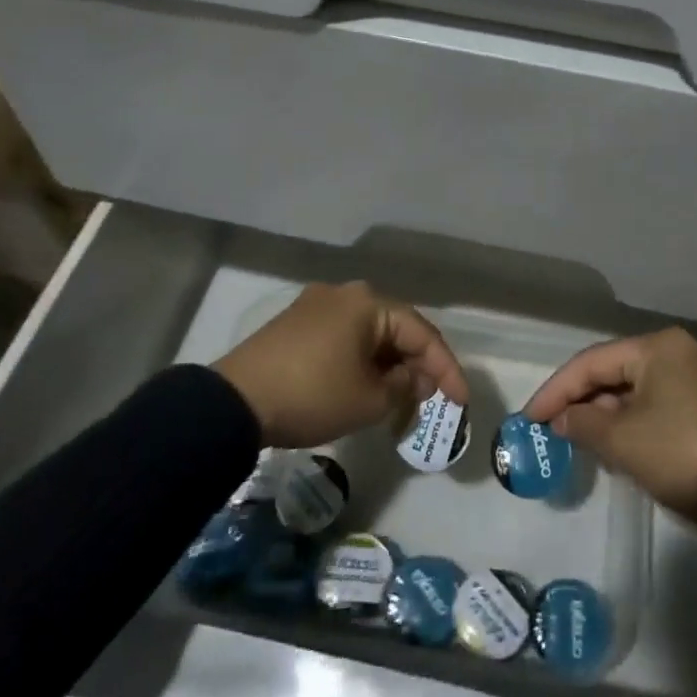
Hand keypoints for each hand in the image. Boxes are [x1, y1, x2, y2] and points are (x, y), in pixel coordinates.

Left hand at [214, 282, 468, 449]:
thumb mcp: (370, 399)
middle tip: (432, 400)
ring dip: (389, 366)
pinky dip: (362, 362)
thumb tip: (413, 378)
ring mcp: (316, 306)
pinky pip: (344, 339)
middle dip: (417, 366)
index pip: (422, 333)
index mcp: (368, 302)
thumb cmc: (313, 395)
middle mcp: (345, 293)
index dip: (446, 369)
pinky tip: (367, 386)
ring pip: (369, 335)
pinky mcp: (296, 325)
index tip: (461, 402)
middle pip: (396, 330)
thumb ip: (404, 386)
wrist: (234, 403)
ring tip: (401, 399)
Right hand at [523, 327, 696, 531]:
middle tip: (551, 430)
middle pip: (614, 372)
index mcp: (658, 347)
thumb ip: (583, 423)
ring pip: (635, 390)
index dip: (556, 390)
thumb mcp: (624, 441)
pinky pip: (656, 405)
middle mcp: (679, 352)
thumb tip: (563, 419)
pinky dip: (631, 422)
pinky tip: (615, 446)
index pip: (591, 362)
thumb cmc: (683, 455)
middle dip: (581, 401)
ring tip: (577, 441)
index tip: (529, 418)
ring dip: (605, 414)